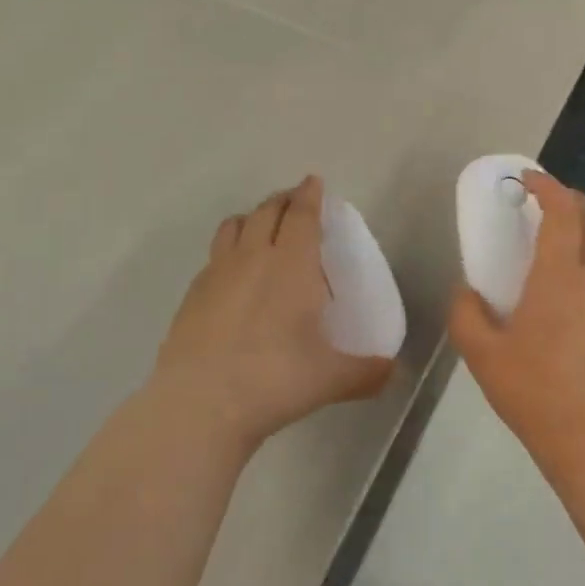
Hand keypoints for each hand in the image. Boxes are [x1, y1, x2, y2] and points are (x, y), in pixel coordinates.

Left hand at [150, 176, 393, 451]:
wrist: (200, 403)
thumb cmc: (274, 379)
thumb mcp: (331, 379)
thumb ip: (367, 372)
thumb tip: (392, 372)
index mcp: (292, 265)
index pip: (302, 215)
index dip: (309, 195)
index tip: (313, 181)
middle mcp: (253, 257)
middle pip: (267, 211)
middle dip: (283, 200)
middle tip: (295, 201)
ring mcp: (217, 273)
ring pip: (234, 226)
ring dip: (252, 217)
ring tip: (262, 227)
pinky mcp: (192, 294)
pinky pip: (214, 256)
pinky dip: (228, 250)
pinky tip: (233, 274)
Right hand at [449, 172, 584, 469]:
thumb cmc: (534, 392)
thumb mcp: (481, 354)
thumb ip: (466, 313)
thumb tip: (467, 291)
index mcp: (560, 277)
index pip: (563, 212)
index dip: (547, 186)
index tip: (526, 179)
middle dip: (571, 198)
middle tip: (543, 199)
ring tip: (564, 233)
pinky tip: (577, 278)